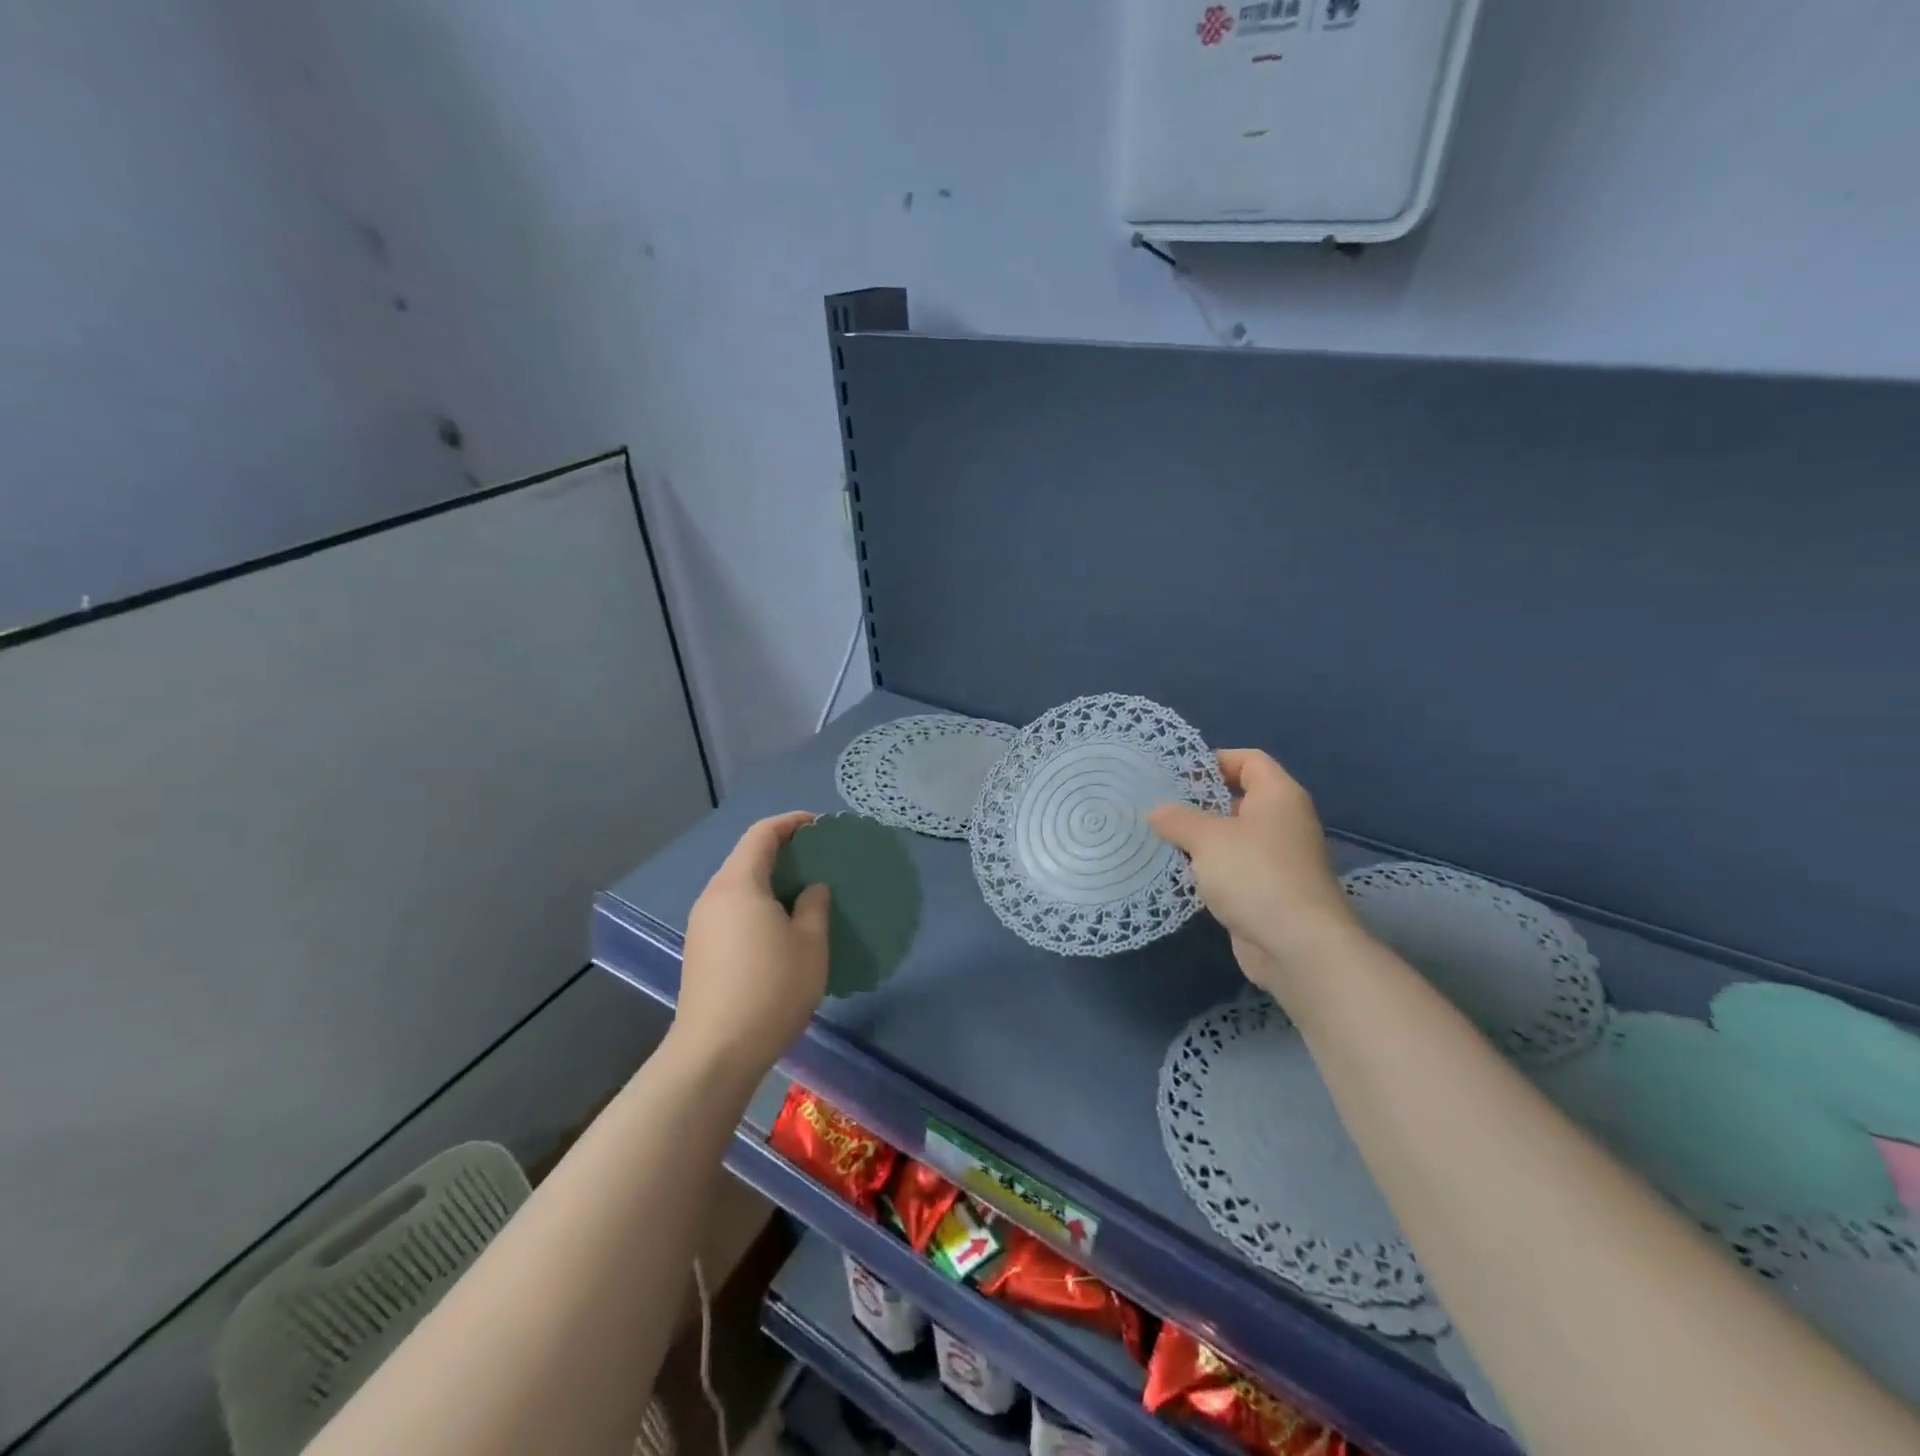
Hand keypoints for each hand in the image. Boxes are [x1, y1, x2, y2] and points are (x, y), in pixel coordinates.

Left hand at [675, 812, 830, 1080]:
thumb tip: (812, 888)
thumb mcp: (810, 944)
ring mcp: (702, 925)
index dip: (792, 823)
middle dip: (783, 851)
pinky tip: (780, 927)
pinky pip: (732, 910)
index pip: (762, 834)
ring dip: (770, 881)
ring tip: (804, 893)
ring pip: (739, 886)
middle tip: (819, 860)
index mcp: (738, 884)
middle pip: (747, 857)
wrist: (715, 1053)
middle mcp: (713, 897)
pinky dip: (758, 904)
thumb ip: (814, 906)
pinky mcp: (700, 951)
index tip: (821, 827)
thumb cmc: (771, 989)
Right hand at [1149, 750, 1359, 998]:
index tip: (1175, 773)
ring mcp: (1277, 859)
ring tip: (1158, 836)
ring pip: (1232, 836)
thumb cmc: (1255, 875)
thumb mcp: (1207, 838)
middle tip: (1158, 804)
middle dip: (1198, 801)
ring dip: (1199, 837)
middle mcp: (1282, 822)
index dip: (1214, 760)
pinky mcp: (1266, 891)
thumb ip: (1177, 819)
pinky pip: (1232, 867)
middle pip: (1238, 797)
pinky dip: (1208, 867)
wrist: (1297, 946)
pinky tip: (1177, 871)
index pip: (1249, 760)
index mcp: (1278, 796)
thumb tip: (1157, 811)